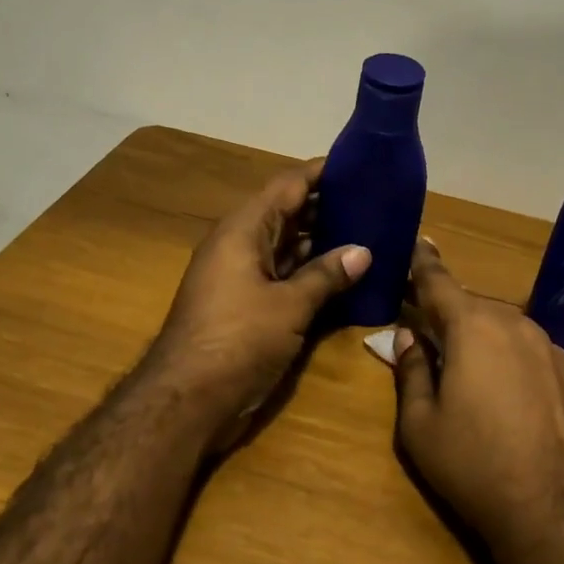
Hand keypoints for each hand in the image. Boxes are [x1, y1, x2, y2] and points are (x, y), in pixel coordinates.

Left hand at [145, 159, 369, 448]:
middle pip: (289, 214)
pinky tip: (347, 276)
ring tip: (371, 233)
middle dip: (330, 207)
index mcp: (244, 230)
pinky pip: (285, 276)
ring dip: (324, 242)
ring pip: (289, 247)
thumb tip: (363, 251)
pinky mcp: (248, 306)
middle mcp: (241, 246)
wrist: (187, 399)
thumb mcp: (289, 306)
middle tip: (377, 202)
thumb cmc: (237, 340)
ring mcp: (243, 277)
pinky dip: (312, 273)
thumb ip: (326, 275)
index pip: (288, 185)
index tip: (360, 163)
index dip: (322, 172)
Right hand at [393, 238, 563, 563]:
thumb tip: (409, 337)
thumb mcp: (420, 425)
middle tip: (433, 339)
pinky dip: (519, 367)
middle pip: (475, 309)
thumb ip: (411, 370)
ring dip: (488, 344)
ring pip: (509, 332)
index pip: (439, 282)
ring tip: (475, 381)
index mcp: (473, 328)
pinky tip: (516, 406)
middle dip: (452, 319)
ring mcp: (555, 351)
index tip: (416, 244)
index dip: (422, 263)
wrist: (557, 515)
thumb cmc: (474, 466)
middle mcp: (518, 326)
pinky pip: (537, 358)